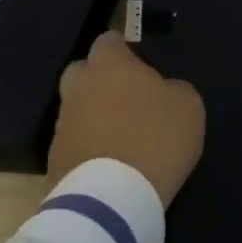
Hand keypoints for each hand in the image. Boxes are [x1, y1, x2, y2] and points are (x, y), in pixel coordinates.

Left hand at [47, 31, 204, 205]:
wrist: (112, 201)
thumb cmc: (155, 139)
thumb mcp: (188, 105)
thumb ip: (172, 88)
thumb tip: (161, 92)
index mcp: (111, 67)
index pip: (108, 41)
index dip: (122, 48)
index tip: (139, 61)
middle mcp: (80, 89)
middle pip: (81, 71)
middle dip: (98, 78)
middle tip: (125, 95)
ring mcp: (62, 126)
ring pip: (76, 108)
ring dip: (94, 115)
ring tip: (120, 134)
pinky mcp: (53, 162)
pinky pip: (74, 142)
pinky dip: (88, 146)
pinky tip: (109, 160)